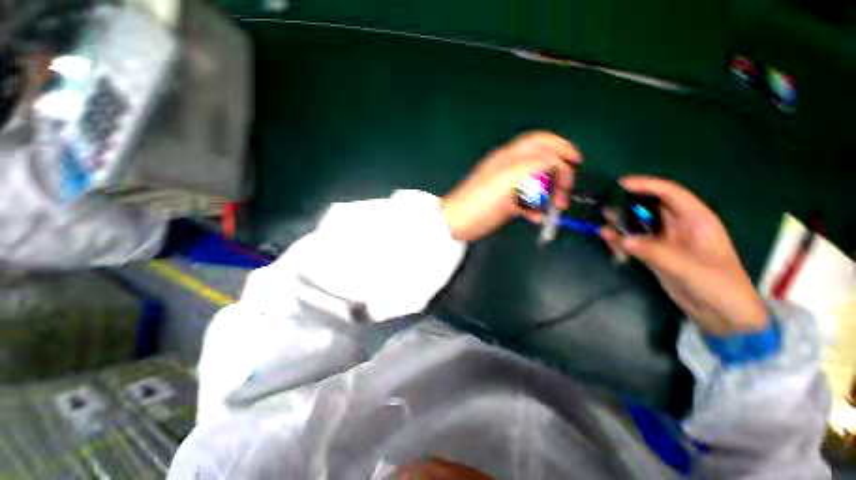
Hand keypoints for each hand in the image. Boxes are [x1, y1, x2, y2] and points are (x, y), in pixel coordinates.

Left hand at [440, 131, 581, 241]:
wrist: (457, 222)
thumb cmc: (479, 200)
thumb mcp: (507, 179)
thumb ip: (533, 166)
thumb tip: (556, 164)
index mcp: (510, 158)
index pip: (541, 142)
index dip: (561, 147)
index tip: (577, 163)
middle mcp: (511, 170)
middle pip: (543, 163)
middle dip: (559, 175)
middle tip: (564, 192)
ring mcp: (509, 188)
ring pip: (537, 185)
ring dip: (549, 195)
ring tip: (553, 208)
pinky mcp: (506, 204)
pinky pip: (527, 203)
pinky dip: (535, 209)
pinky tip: (535, 217)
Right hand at [602, 176, 767, 336]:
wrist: (722, 314)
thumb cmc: (717, 284)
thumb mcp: (687, 266)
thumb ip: (653, 251)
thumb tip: (622, 239)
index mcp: (697, 220)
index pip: (671, 194)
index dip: (647, 185)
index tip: (622, 184)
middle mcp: (680, 226)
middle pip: (652, 207)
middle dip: (630, 204)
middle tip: (606, 204)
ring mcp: (667, 242)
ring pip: (642, 225)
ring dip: (623, 223)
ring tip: (603, 221)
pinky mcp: (657, 256)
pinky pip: (636, 242)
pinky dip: (622, 241)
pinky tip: (608, 239)